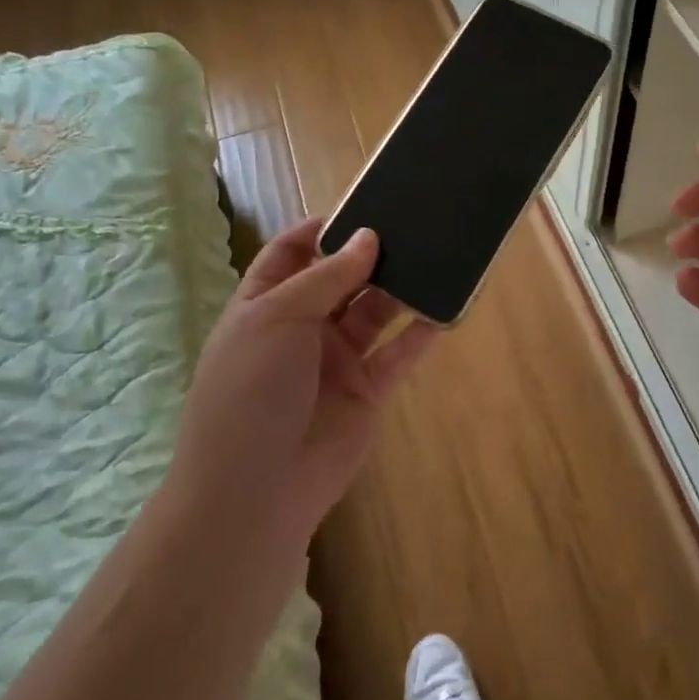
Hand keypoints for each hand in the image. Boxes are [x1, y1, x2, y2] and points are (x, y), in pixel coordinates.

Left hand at [169, 218, 438, 543]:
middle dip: (370, 254)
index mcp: (266, 305)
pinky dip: (422, 332)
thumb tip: (368, 238)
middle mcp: (302, 328)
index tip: (362, 208)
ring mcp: (336, 360)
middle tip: (411, 225)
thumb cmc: (252, 390)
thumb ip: (326, 277)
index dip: (320, 230)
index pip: (290, 254)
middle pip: (340, 279)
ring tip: (434, 256)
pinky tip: (446, 308)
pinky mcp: (368, 390)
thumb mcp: (277, 318)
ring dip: (399, 288)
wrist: (255, 490)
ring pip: (374, 312)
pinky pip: (399, 353)